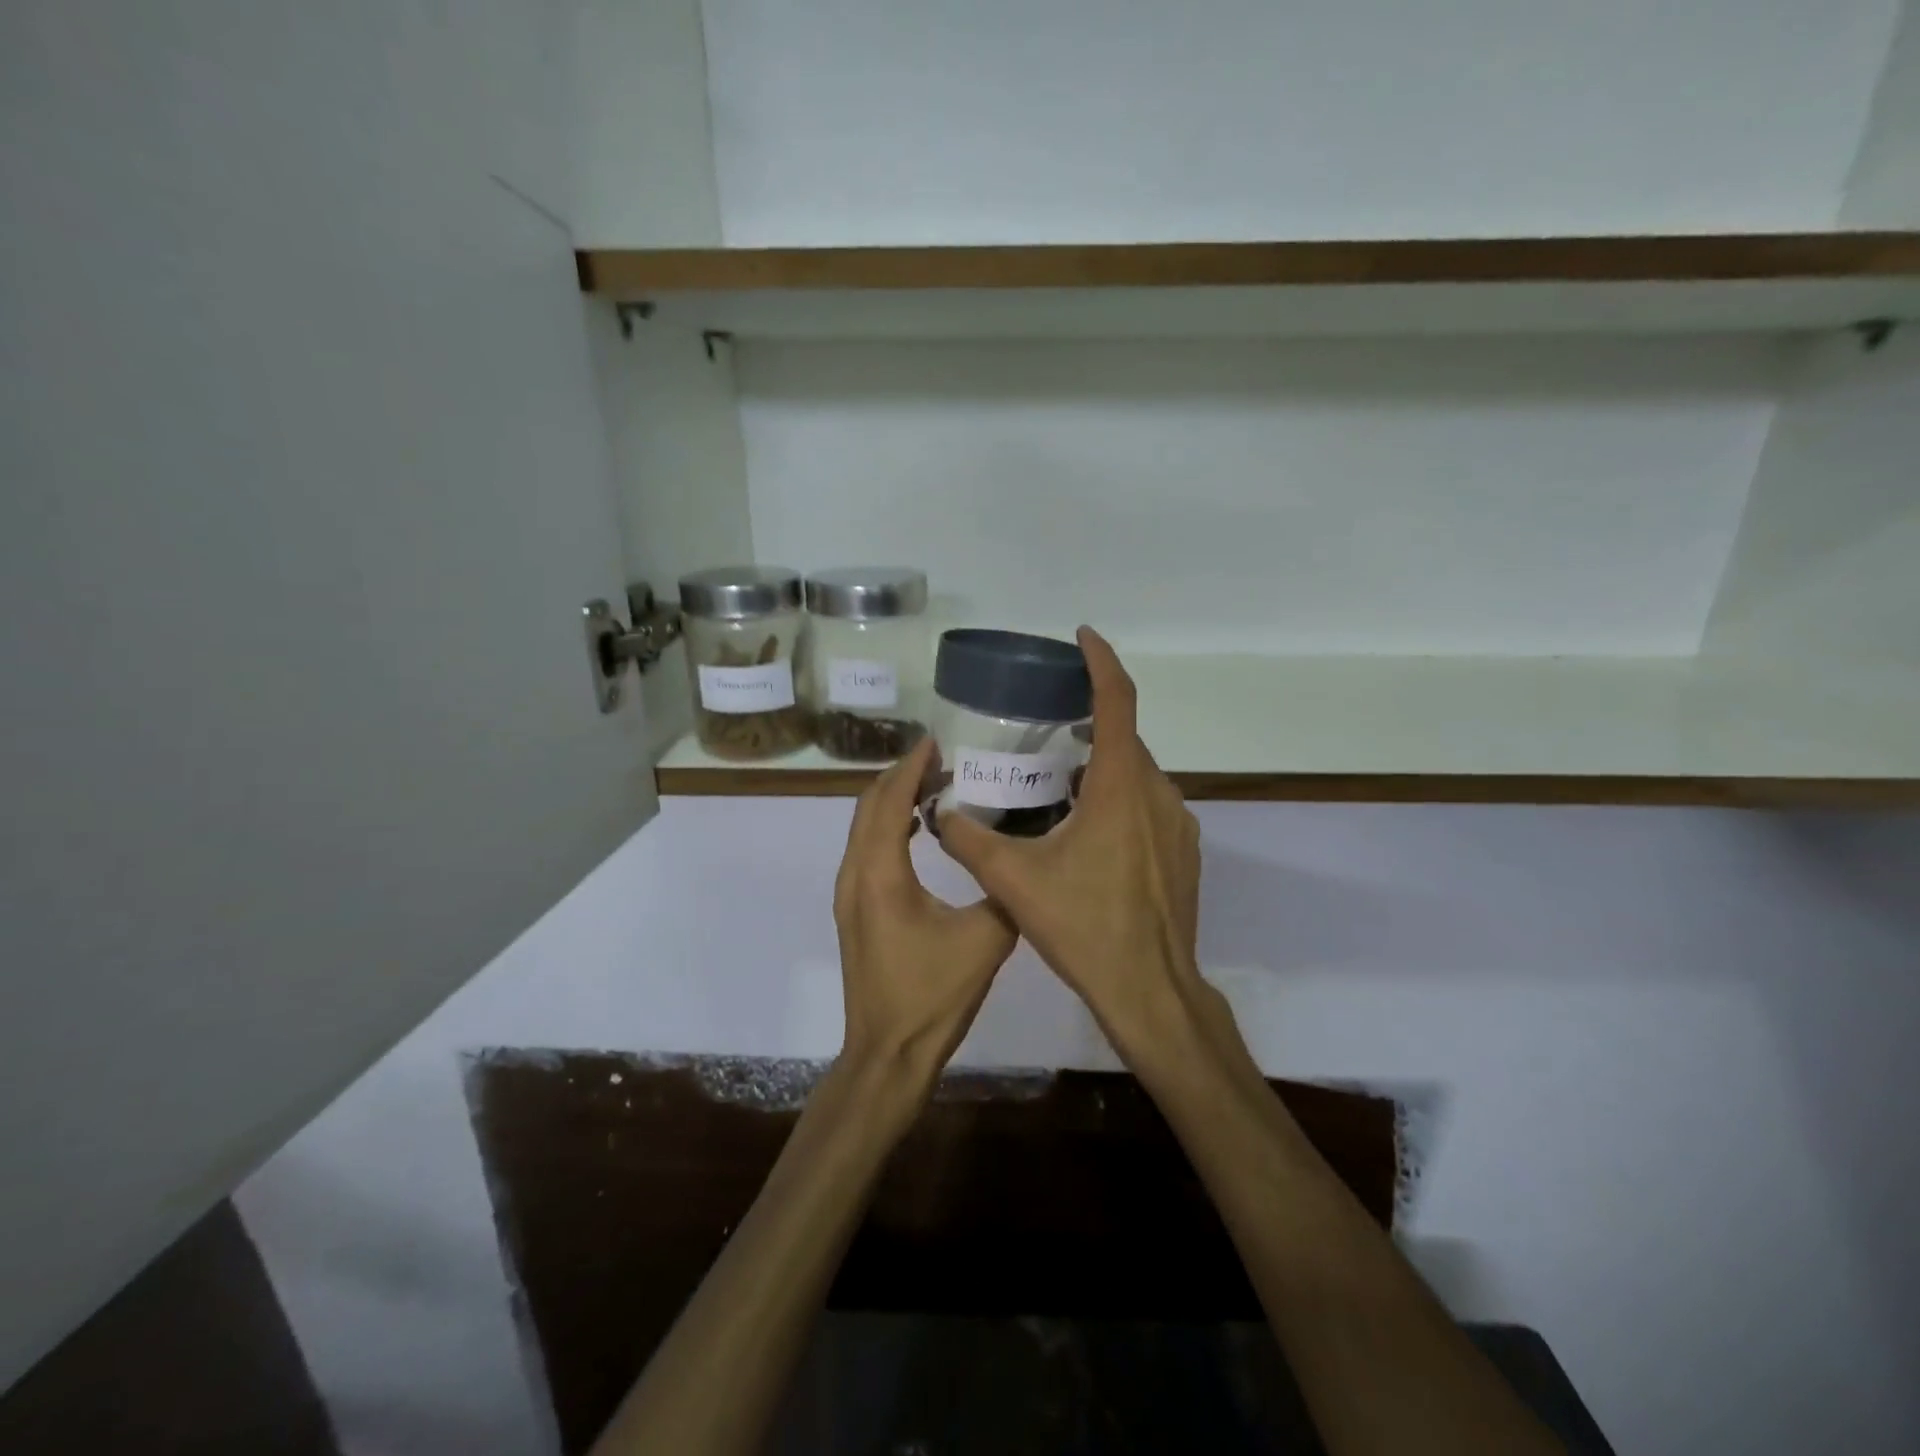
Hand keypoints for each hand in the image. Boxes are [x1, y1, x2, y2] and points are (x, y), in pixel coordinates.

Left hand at [835, 736, 1018, 1087]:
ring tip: (933, 785)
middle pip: (868, 805)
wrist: (887, 1053)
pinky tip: (920, 831)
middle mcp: (855, 874)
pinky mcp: (853, 910)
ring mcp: (848, 893)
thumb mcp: (985, 939)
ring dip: (892, 800)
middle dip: (900, 776)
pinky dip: (888, 826)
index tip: (936, 741)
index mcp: (881, 873)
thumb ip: (1003, 891)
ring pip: (863, 827)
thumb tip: (1020, 858)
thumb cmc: (933, 995)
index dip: (911, 766)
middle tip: (940, 759)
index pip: (890, 800)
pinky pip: (865, 849)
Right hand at [941, 627, 1211, 1066]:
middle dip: (1088, 723)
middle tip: (1047, 729)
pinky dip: (1119, 797)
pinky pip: (1149, 804)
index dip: (1100, 661)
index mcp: (1118, 787)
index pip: (1116, 701)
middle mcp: (1155, 793)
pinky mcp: (1184, 850)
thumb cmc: (1084, 928)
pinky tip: (1088, 832)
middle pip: (1123, 739)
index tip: (1081, 637)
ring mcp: (1177, 823)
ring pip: (1136, 774)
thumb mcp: (1014, 882)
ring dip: (1102, 766)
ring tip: (1058, 784)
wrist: (1151, 989)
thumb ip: (969, 841)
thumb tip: (937, 813)